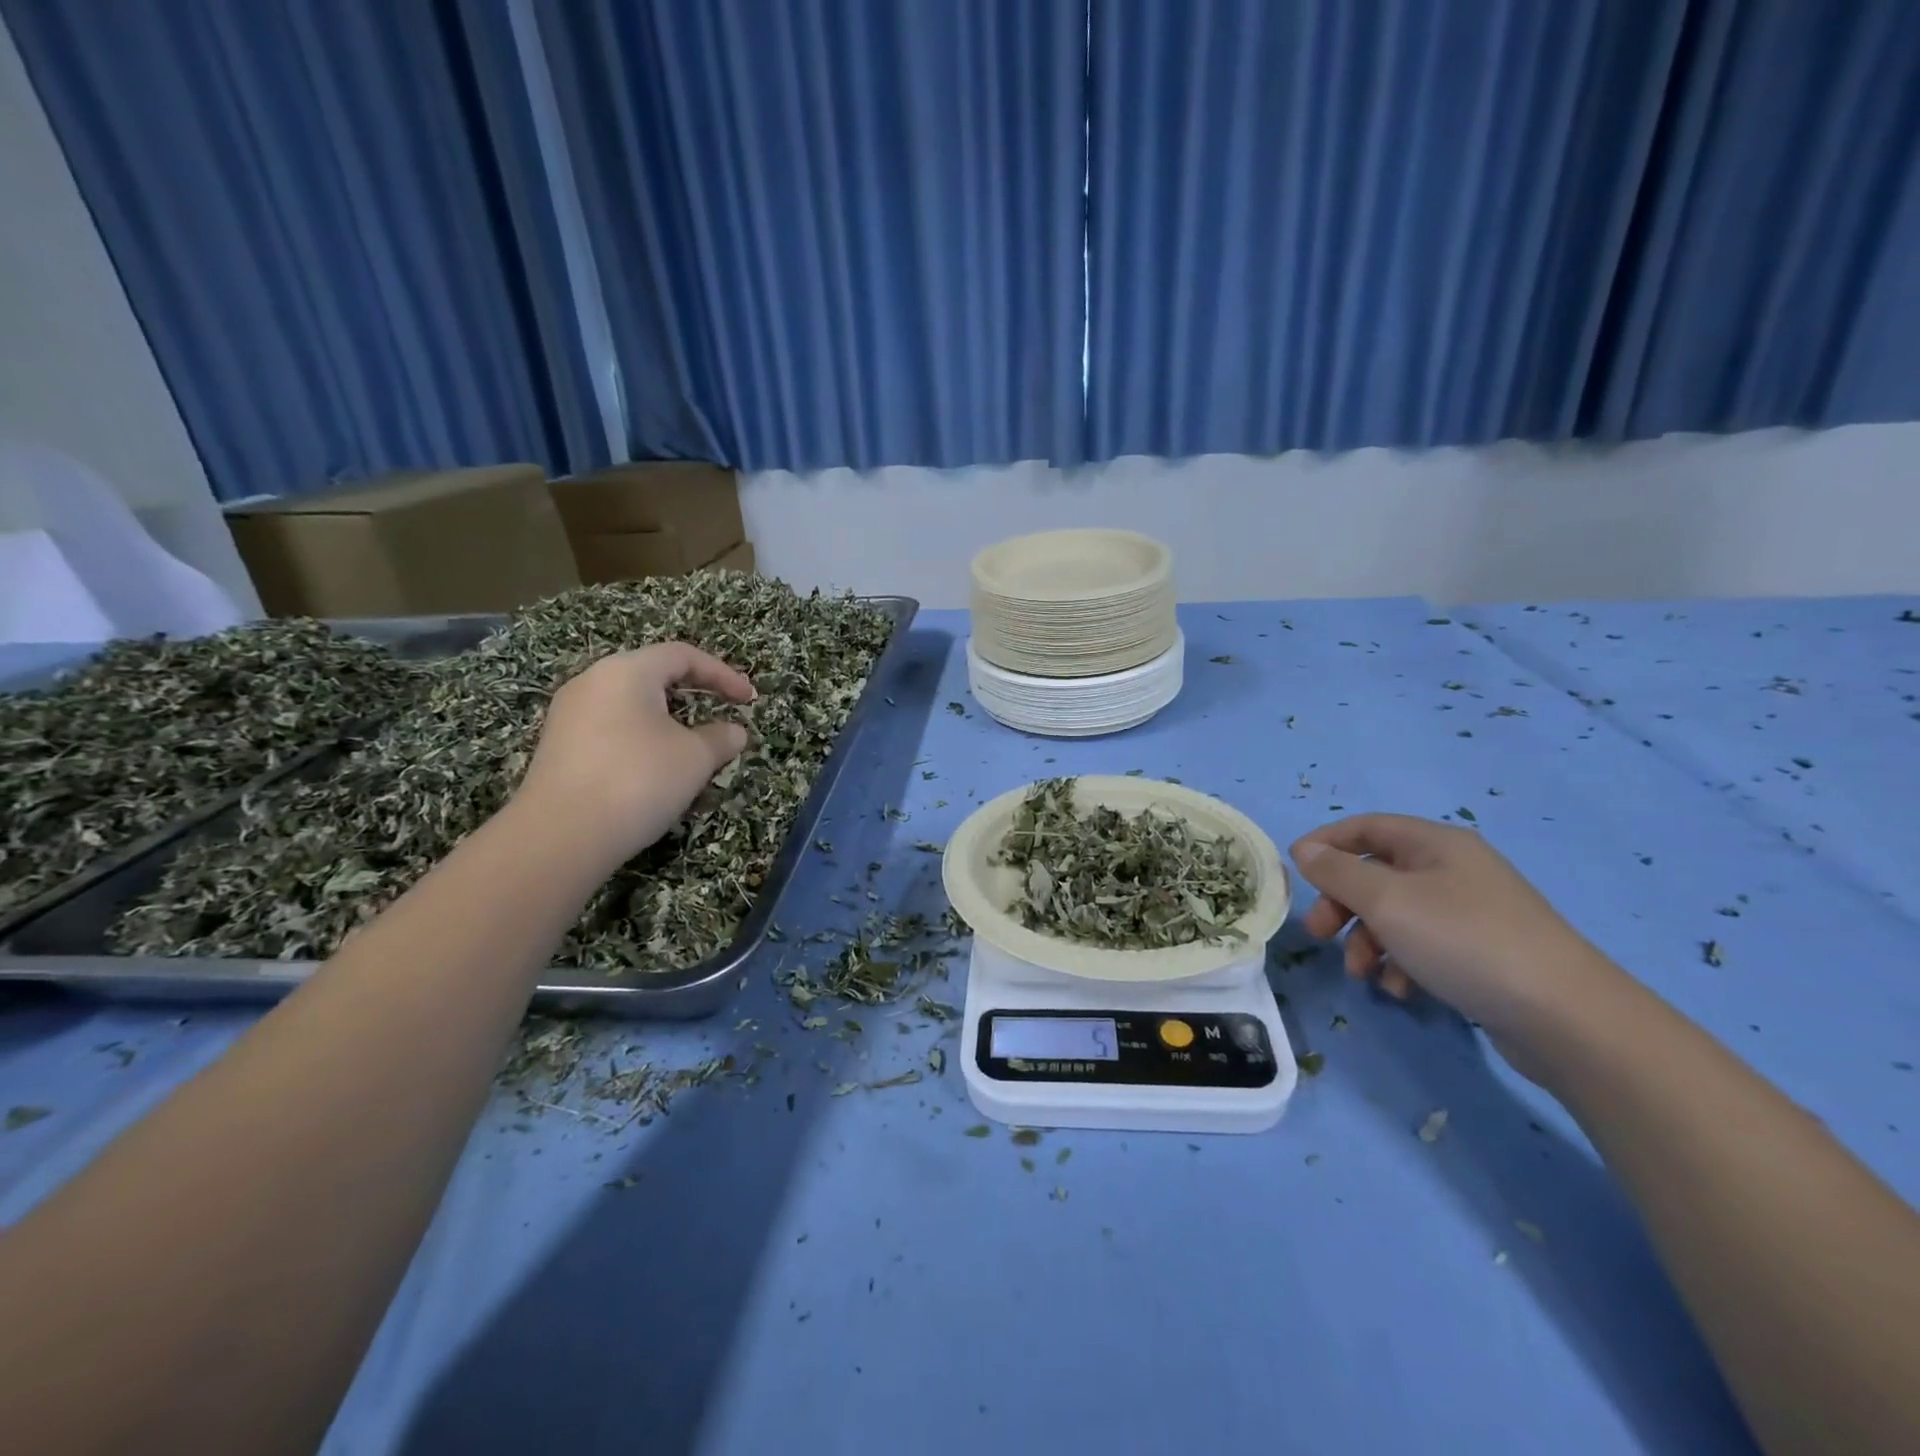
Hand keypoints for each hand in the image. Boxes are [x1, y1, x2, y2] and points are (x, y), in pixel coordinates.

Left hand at [513, 643, 754, 864]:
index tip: (749, 699)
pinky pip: (613, 730)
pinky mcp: (560, 748)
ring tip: (693, 749)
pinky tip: (656, 771)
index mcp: (626, 671)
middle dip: (694, 696)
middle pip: (654, 676)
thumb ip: (721, 738)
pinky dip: (643, 741)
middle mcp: (593, 683)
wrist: (560, 836)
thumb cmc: (638, 780)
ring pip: (632, 706)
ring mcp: (570, 716)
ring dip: (670, 723)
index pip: (682, 655)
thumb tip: (735, 732)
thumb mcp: (695, 758)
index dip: (722, 673)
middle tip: (722, 715)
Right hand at [1290, 814, 1614, 1046]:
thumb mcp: (1386, 900)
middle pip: (1376, 874)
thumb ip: (1337, 871)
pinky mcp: (1483, 953)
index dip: (1325, 843)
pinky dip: (1402, 963)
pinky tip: (1402, 990)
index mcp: (1435, 843)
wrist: (1566, 1017)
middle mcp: (1454, 869)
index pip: (1365, 827)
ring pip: (1396, 914)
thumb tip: (1303, 848)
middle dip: (1341, 904)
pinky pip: (1424, 946)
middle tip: (1319, 934)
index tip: (1294, 872)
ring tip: (1364, 974)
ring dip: (1368, 941)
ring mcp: (1471, 912)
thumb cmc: (1464, 940)